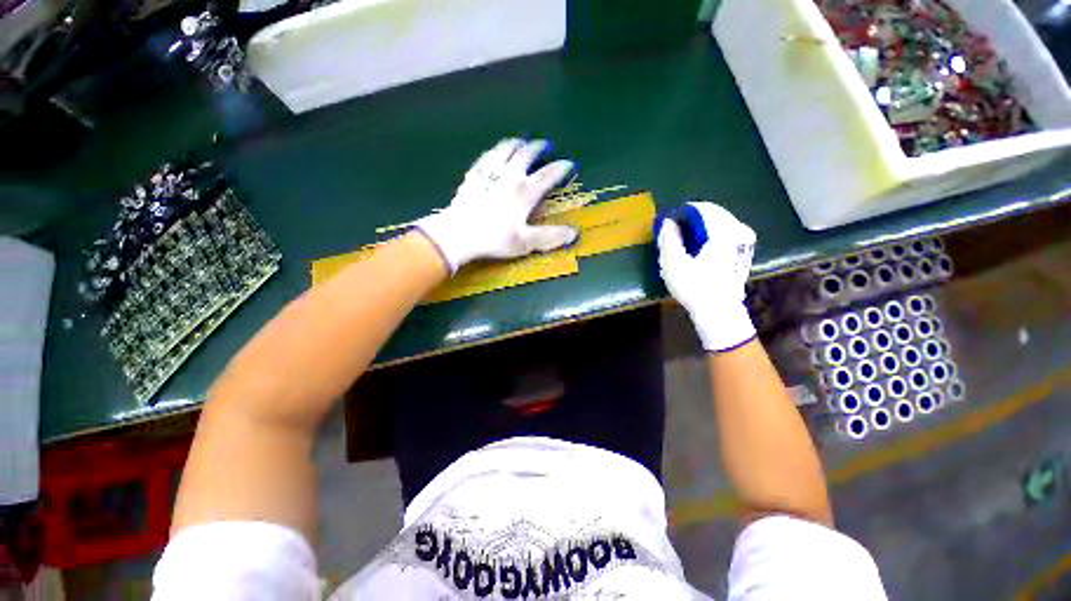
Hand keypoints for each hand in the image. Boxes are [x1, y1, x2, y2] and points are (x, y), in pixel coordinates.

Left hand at [415, 138, 578, 273]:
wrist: (459, 233)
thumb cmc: (495, 239)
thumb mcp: (525, 242)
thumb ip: (550, 236)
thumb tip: (574, 233)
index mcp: (524, 192)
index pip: (547, 175)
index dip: (560, 168)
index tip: (568, 164)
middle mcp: (509, 176)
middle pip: (526, 154)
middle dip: (538, 148)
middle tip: (544, 145)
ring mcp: (490, 173)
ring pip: (505, 150)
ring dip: (516, 143)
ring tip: (521, 141)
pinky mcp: (473, 176)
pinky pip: (486, 157)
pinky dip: (495, 151)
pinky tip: (495, 152)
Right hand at [657, 202, 756, 351]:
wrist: (719, 312)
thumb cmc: (694, 287)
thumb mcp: (673, 263)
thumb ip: (669, 238)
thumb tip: (668, 221)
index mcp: (723, 230)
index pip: (701, 208)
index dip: (681, 213)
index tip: (667, 222)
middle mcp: (738, 229)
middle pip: (711, 213)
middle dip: (691, 219)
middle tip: (673, 231)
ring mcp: (744, 240)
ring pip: (718, 222)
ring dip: (699, 227)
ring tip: (683, 240)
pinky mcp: (743, 250)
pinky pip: (724, 232)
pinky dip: (709, 235)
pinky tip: (698, 247)